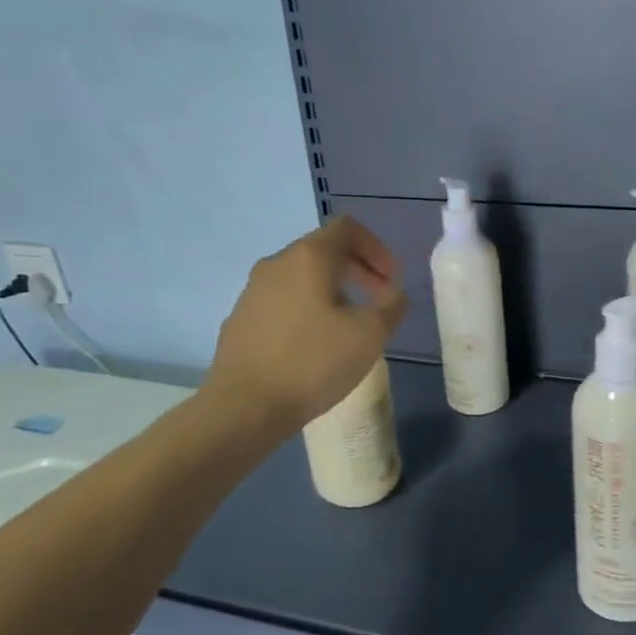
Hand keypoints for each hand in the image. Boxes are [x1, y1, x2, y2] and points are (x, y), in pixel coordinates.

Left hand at [208, 217, 408, 430]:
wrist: (243, 406)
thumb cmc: (312, 363)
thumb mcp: (369, 335)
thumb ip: (391, 306)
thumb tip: (394, 295)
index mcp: (309, 257)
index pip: (347, 228)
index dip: (377, 248)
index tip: (392, 279)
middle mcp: (277, 263)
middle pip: (324, 250)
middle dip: (358, 270)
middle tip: (380, 299)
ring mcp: (253, 290)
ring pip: (302, 276)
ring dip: (333, 290)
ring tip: (350, 324)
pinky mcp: (241, 318)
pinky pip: (283, 300)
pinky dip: (308, 308)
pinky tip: (315, 344)